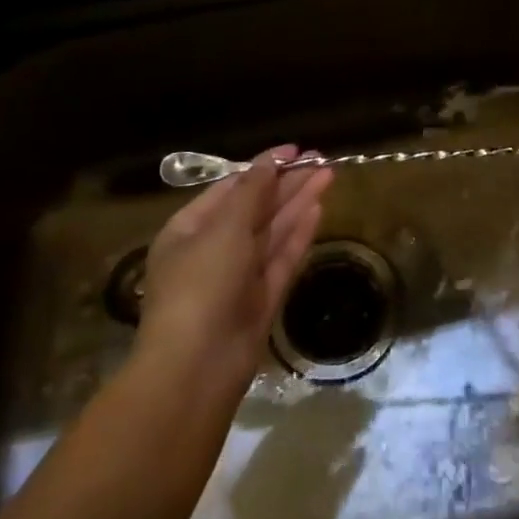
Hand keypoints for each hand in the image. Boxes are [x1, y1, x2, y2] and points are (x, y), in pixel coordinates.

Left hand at [137, 145, 332, 396]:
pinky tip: (319, 209)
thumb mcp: (223, 228)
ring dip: (299, 202)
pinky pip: (282, 258)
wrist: (197, 368)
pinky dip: (299, 234)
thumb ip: (251, 192)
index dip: (262, 167)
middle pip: (256, 207)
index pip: (230, 188)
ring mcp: (240, 276)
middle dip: (286, 183)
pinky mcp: (262, 299)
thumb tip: (269, 162)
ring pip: (273, 231)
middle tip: (321, 160)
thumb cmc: (201, 284)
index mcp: (190, 229)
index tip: (294, 150)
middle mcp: (214, 249)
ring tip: (328, 174)